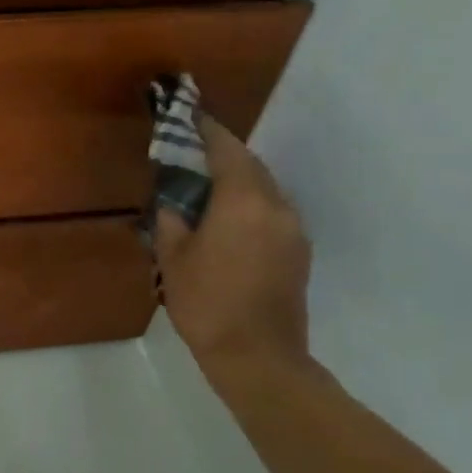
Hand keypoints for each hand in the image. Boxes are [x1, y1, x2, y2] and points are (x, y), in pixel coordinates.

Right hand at [153, 116, 311, 372]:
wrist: (259, 357)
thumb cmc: (206, 302)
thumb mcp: (173, 257)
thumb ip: (172, 220)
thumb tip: (175, 203)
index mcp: (242, 202)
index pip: (226, 150)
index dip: (206, 130)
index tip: (190, 115)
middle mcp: (275, 207)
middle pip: (250, 165)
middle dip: (224, 152)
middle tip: (194, 148)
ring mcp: (293, 230)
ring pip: (265, 188)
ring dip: (239, 178)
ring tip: (208, 182)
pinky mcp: (299, 252)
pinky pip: (272, 211)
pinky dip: (250, 202)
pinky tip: (228, 216)